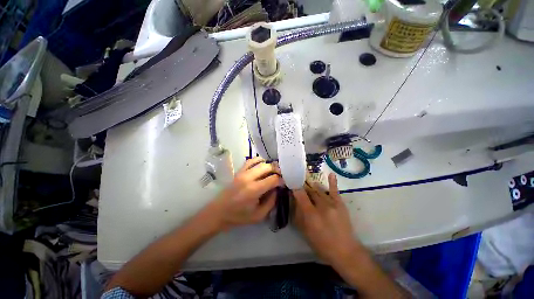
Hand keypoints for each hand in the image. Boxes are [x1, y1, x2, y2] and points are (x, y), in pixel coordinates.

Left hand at [208, 157, 283, 230]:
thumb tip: (277, 190)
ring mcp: (242, 173)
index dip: (281, 180)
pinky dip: (258, 161)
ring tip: (272, 171)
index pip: (273, 179)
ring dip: (268, 165)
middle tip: (280, 176)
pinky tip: (262, 166)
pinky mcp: (238, 171)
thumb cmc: (239, 216)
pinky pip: (250, 161)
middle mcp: (249, 178)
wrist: (219, 212)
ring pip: (259, 161)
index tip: (284, 183)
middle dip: (277, 170)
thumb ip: (271, 202)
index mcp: (254, 190)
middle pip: (267, 167)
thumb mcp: (259, 215)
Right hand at [293, 173, 362, 267]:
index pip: (300, 195)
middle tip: (299, 186)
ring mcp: (332, 203)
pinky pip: (334, 191)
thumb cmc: (322, 244)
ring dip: (312, 187)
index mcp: (311, 214)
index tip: (291, 184)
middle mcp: (321, 205)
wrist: (345, 251)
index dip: (295, 188)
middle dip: (303, 188)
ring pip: (319, 190)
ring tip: (308, 184)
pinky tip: (331, 174)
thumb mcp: (305, 232)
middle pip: (309, 191)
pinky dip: (332, 182)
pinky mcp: (340, 204)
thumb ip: (298, 215)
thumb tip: (294, 201)